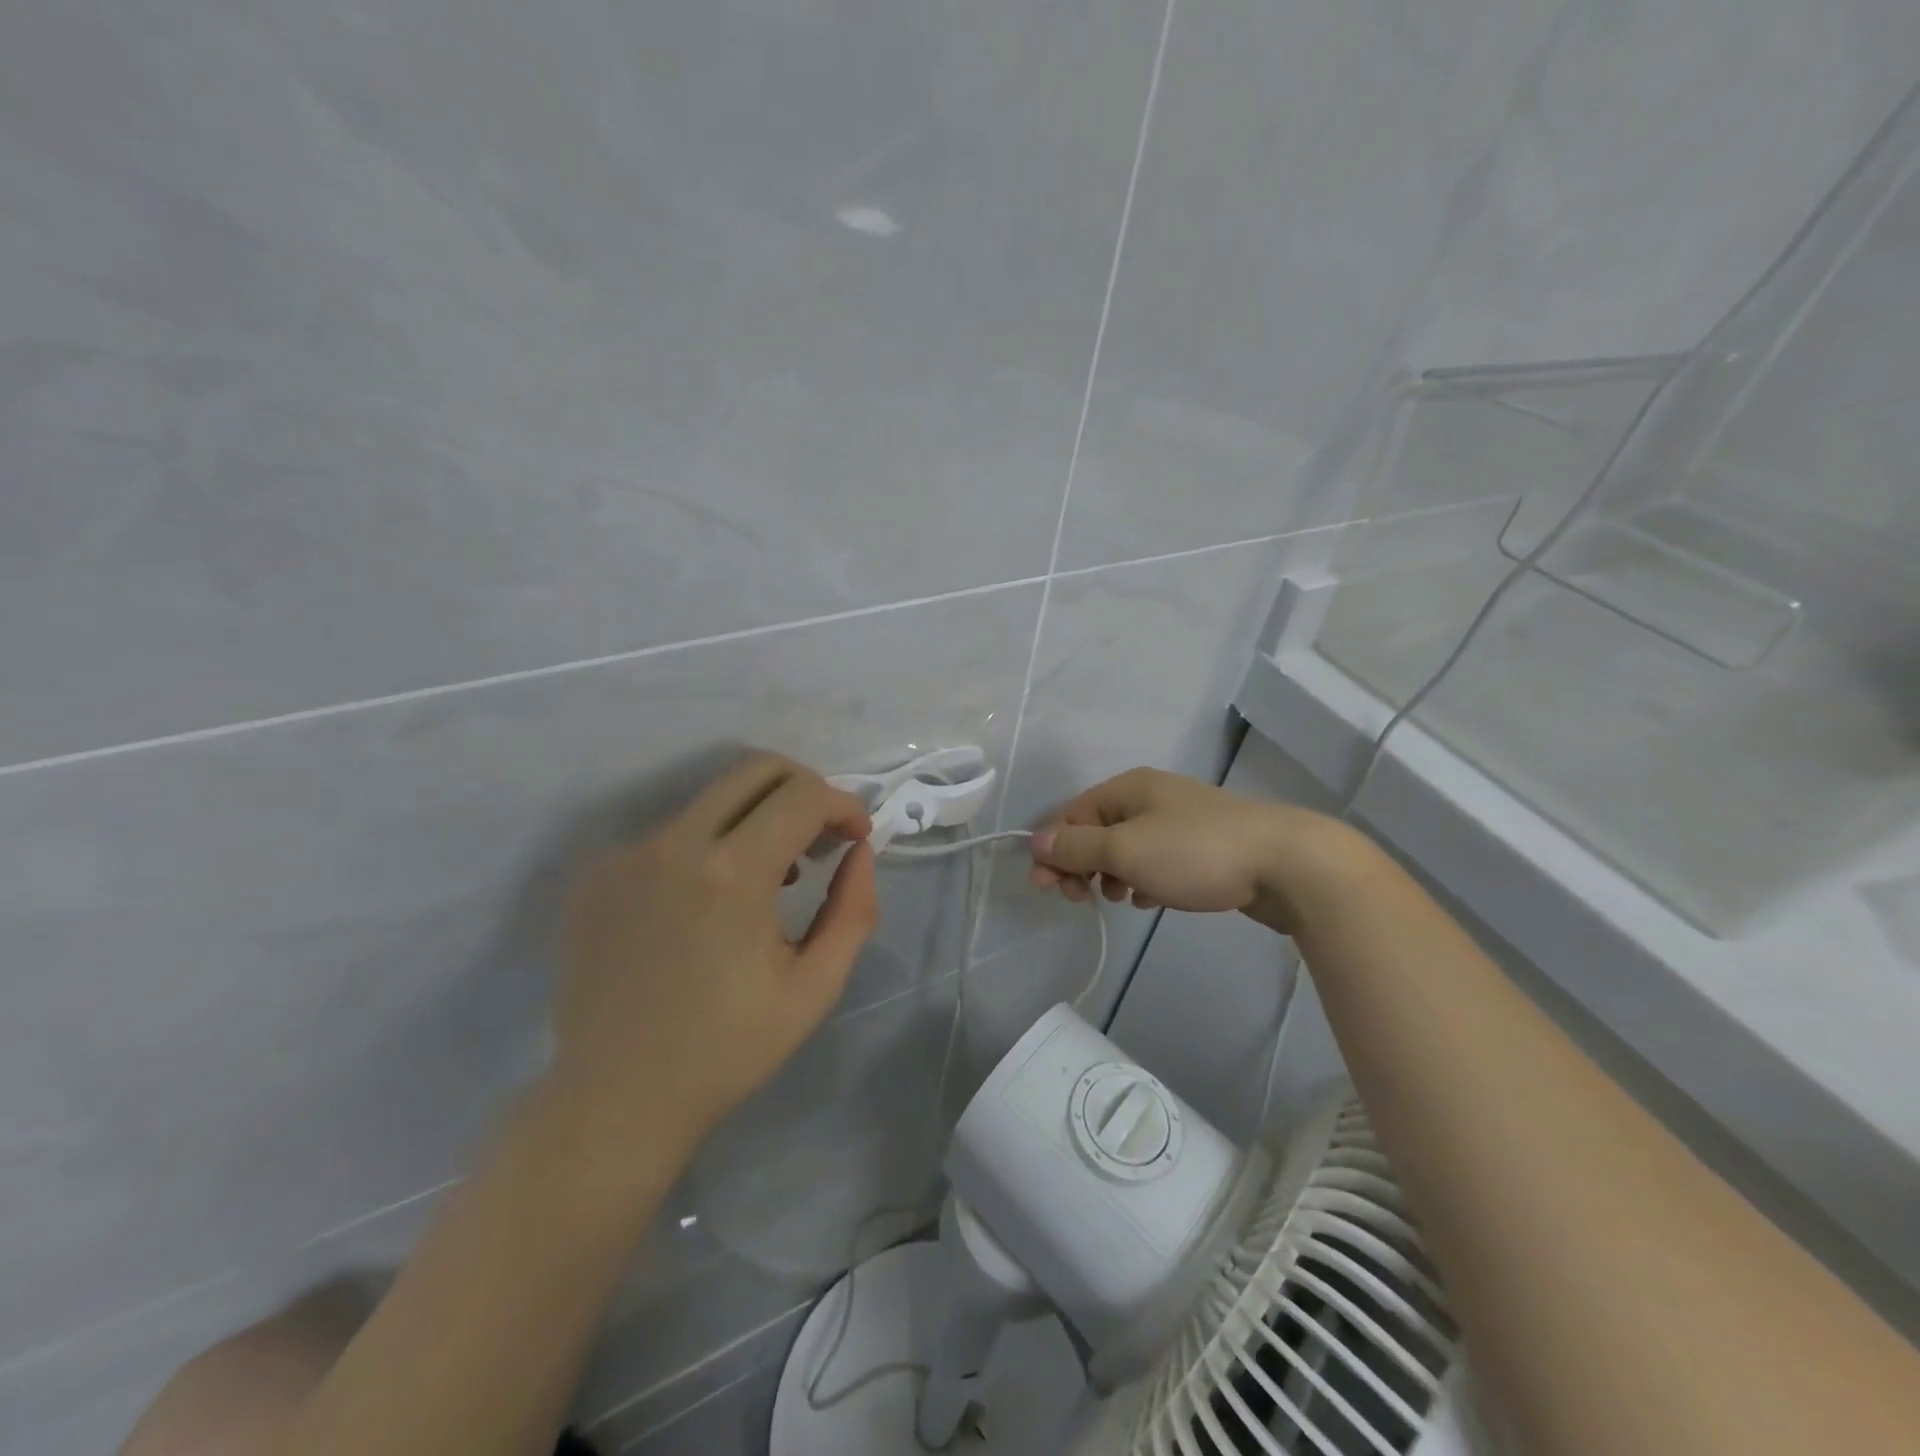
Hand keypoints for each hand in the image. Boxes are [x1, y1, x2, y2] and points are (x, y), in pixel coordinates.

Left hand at [554, 752, 878, 1150]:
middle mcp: (675, 844)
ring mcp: (628, 855)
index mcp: (733, 873)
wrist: (617, 1099)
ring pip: (713, 797)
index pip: (803, 794)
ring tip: (774, 874)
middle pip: (756, 769)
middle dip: (804, 788)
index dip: (843, 804)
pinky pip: (673, 832)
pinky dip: (711, 844)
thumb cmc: (728, 1048)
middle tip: (820, 837)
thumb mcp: (816, 986)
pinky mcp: (600, 874)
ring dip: (758, 816)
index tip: (855, 837)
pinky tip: (714, 901)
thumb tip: (859, 851)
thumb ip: (854, 908)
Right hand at [1028, 767, 1364, 931]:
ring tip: (1121, 900)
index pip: (1071, 814)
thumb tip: (1035, 841)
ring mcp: (1179, 820)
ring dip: (1111, 874)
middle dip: (1081, 865)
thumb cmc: (1195, 852)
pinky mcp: (1202, 846)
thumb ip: (1077, 848)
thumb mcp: (1126, 850)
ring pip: (1127, 847)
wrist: (1285, 863)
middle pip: (1097, 830)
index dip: (1054, 849)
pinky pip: (1156, 860)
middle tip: (1082, 900)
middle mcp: (1150, 796)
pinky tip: (1149, 900)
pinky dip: (1143, 879)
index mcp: (1128, 788)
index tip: (1048, 888)